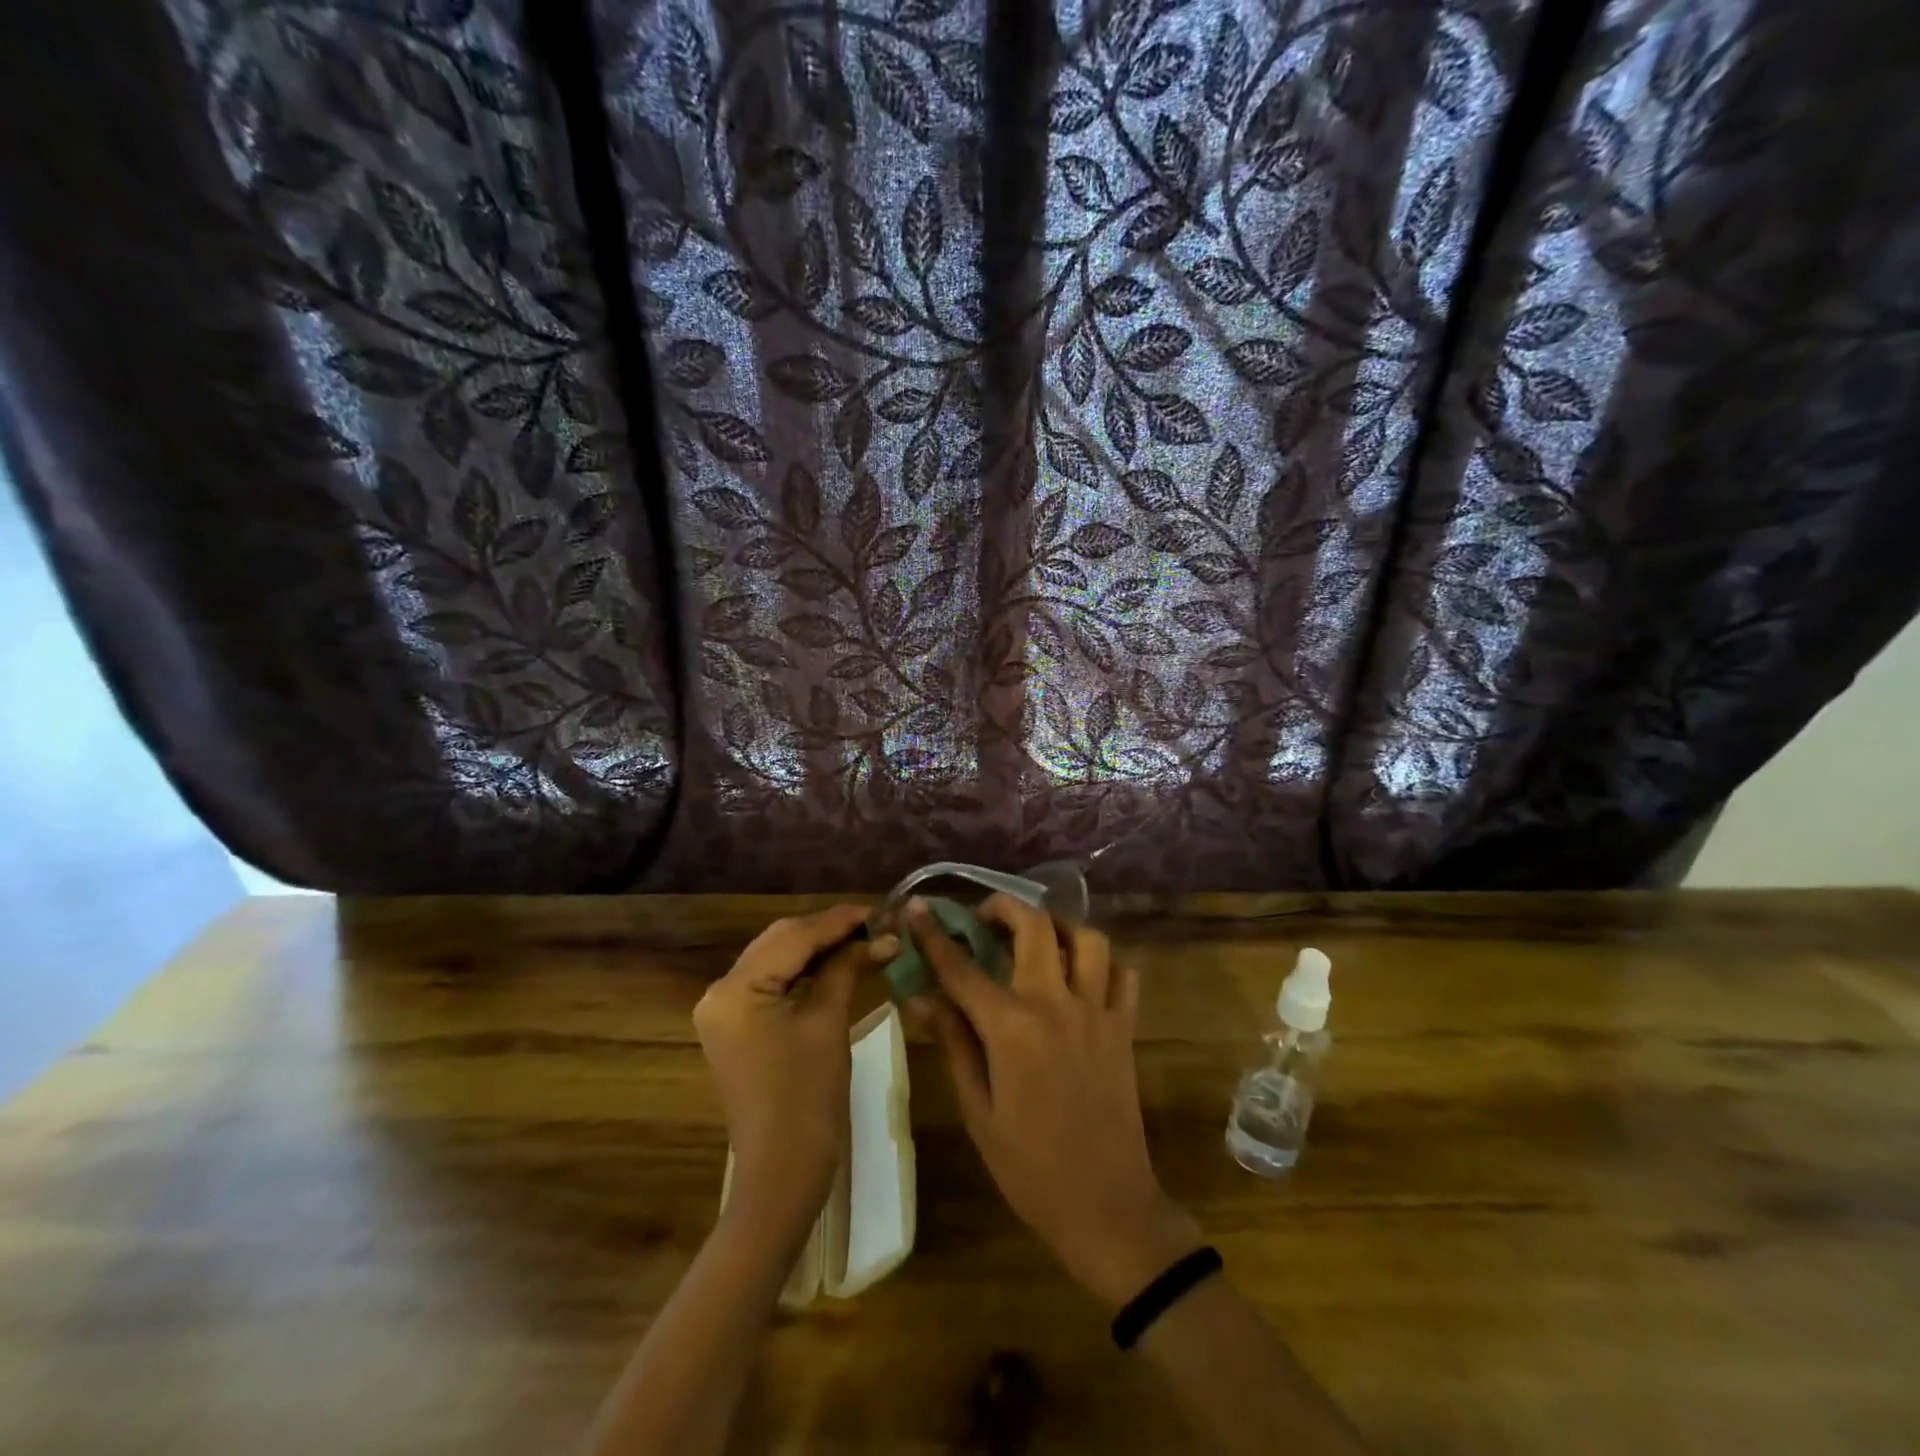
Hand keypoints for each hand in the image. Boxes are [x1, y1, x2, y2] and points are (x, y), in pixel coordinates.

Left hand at [694, 904, 876, 1232]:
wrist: (782, 1173)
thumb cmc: (808, 1098)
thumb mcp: (828, 1023)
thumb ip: (847, 968)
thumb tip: (880, 936)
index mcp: (736, 989)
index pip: (793, 937)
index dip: (839, 921)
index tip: (879, 909)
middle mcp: (719, 991)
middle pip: (780, 942)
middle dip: (827, 931)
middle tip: (874, 925)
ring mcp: (723, 1010)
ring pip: (776, 958)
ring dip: (817, 948)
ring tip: (861, 939)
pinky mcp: (735, 1026)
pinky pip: (771, 982)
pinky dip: (803, 971)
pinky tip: (835, 964)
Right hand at [906, 896, 1202, 1305]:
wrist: (1107, 1208)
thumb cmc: (1030, 1169)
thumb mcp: (978, 1111)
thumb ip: (954, 1044)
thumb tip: (922, 997)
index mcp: (1011, 1029)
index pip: (962, 968)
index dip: (934, 934)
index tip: (917, 908)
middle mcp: (1056, 1005)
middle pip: (1034, 926)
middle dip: (1004, 906)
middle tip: (984, 915)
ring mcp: (1097, 1012)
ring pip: (1087, 938)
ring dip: (1059, 926)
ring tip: (1037, 937)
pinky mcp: (1125, 1028)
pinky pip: (1123, 974)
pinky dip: (1103, 963)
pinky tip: (1082, 975)